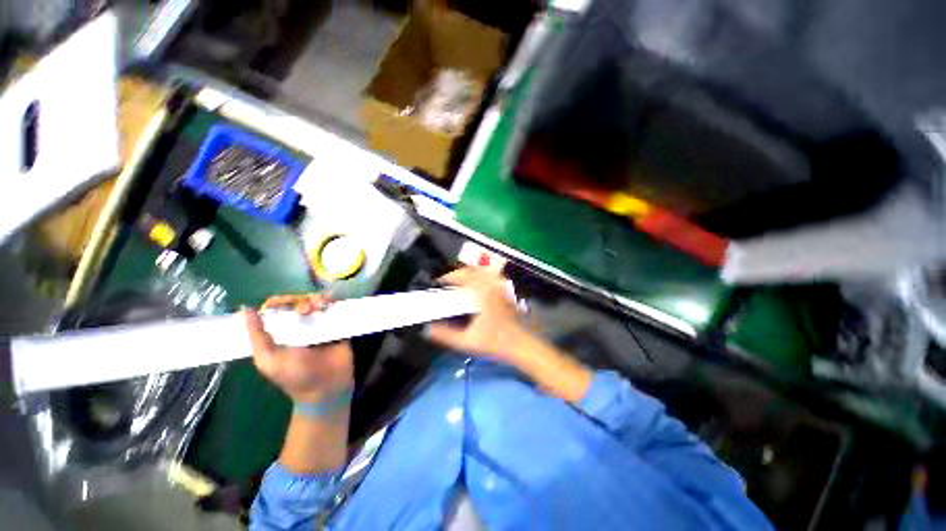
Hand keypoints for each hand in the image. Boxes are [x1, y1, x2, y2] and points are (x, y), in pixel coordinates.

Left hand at [243, 294, 353, 402]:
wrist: (326, 386)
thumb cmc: (295, 376)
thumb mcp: (269, 360)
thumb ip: (258, 337)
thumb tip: (246, 309)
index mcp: (281, 332)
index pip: (278, 309)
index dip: (281, 301)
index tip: (285, 303)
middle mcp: (301, 325)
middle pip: (300, 302)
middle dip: (302, 300)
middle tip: (307, 310)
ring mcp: (320, 325)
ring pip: (318, 302)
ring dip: (318, 299)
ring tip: (321, 307)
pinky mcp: (338, 325)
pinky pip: (336, 309)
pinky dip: (333, 303)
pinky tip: (331, 305)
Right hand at [428, 267, 529, 362]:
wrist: (522, 345)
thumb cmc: (496, 342)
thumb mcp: (467, 341)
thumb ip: (446, 335)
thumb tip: (429, 329)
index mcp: (481, 293)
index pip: (462, 275)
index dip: (448, 277)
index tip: (439, 283)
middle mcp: (492, 286)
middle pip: (472, 270)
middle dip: (457, 273)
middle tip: (447, 283)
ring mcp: (500, 288)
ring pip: (483, 272)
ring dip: (469, 274)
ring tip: (459, 283)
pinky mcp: (505, 293)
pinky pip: (490, 278)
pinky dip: (480, 278)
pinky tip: (476, 288)